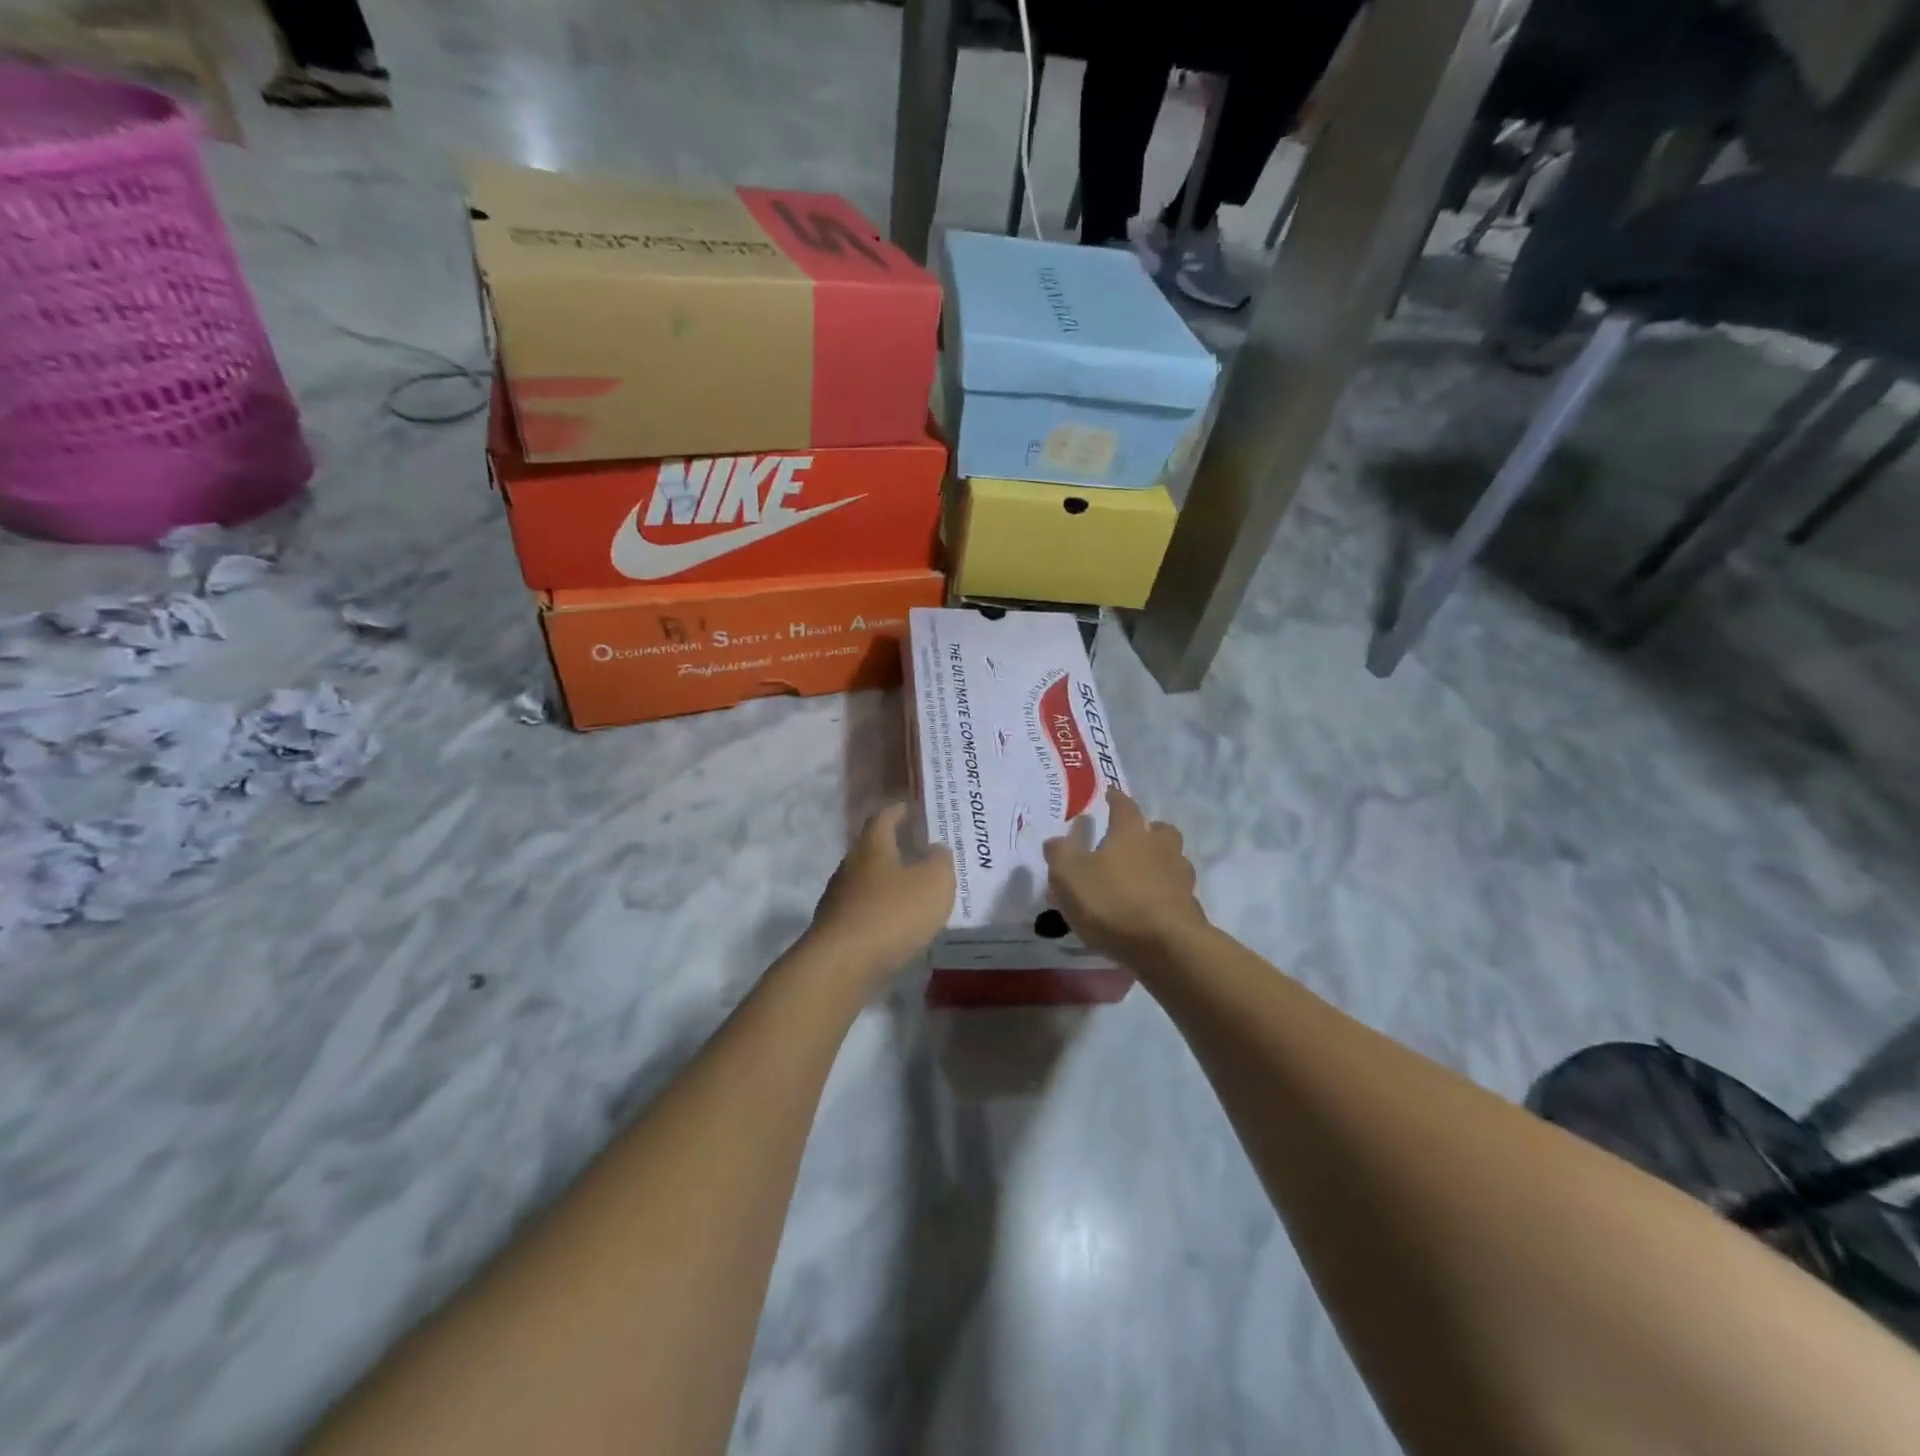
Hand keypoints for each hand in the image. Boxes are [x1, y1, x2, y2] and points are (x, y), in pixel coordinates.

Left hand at [809, 804, 955, 978]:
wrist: (842, 964)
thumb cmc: (892, 913)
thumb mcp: (934, 882)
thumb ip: (940, 861)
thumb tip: (935, 848)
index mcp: (872, 847)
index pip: (883, 817)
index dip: (898, 811)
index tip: (911, 808)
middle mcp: (850, 867)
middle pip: (872, 850)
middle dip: (894, 849)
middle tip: (919, 852)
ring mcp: (838, 899)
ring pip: (866, 882)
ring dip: (887, 883)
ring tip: (912, 891)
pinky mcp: (835, 930)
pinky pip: (863, 911)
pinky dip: (880, 912)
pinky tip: (896, 925)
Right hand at [1043, 790, 1204, 959]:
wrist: (1166, 947)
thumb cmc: (1112, 902)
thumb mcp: (1069, 876)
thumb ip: (1060, 853)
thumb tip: (1057, 839)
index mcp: (1130, 833)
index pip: (1124, 806)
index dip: (1115, 799)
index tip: (1110, 794)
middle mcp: (1160, 848)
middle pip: (1159, 830)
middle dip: (1147, 830)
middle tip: (1130, 839)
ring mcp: (1180, 878)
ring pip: (1173, 859)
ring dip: (1159, 862)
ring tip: (1140, 876)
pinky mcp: (1190, 908)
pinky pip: (1176, 892)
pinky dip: (1165, 893)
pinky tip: (1150, 907)